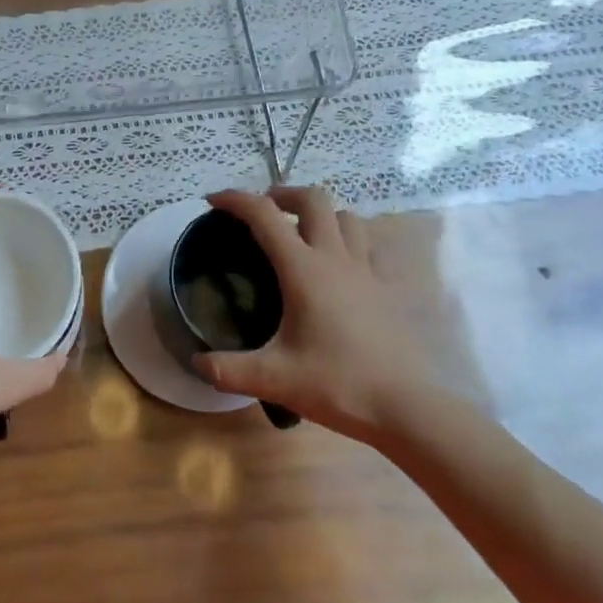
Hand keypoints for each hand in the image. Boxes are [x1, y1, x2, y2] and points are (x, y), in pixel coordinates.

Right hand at [192, 187, 432, 440]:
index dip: (235, 200)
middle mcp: (335, 257)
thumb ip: (228, 370)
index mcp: (303, 269)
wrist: (406, 407)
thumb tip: (196, 362)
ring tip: (303, 233)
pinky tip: (340, 264)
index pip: (264, 215)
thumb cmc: (337, 385)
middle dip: (283, 195)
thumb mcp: (274, 379)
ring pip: (346, 217)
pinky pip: (368, 245)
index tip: (213, 201)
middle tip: (263, 211)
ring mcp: (366, 269)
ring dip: (320, 214)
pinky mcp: (387, 287)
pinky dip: (349, 240)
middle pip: (312, 199)